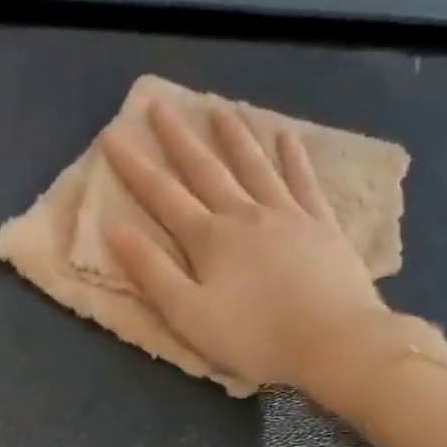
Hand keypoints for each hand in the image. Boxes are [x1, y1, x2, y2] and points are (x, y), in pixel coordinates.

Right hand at [102, 100, 388, 395]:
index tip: (112, 135)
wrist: (334, 341)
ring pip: (255, 167)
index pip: (162, 195)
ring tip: (220, 108)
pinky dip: (294, 159)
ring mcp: (288, 216)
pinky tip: (287, 137)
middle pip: (206, 169)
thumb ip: (151, 271)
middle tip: (161, 105)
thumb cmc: (254, 336)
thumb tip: (115, 229)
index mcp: (209, 238)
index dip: (134, 166)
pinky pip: (304, 183)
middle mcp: (245, 215)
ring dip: (235, 137)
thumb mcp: (188, 314)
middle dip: (179, 138)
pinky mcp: (323, 226)